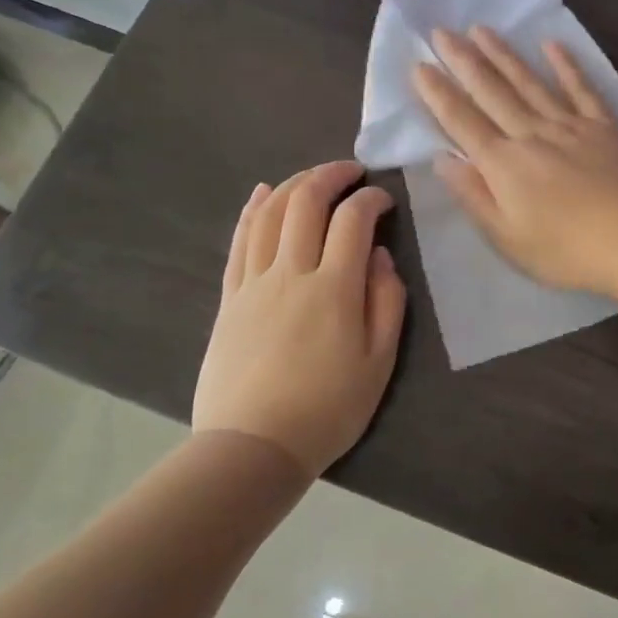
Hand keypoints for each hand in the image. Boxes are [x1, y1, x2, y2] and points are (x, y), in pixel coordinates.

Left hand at [192, 160, 406, 475]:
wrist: (253, 446)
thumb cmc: (328, 409)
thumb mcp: (379, 362)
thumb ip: (387, 302)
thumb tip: (380, 256)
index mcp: (334, 289)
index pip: (353, 221)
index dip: (371, 199)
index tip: (385, 200)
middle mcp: (291, 273)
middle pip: (305, 203)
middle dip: (330, 176)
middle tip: (351, 171)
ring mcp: (253, 283)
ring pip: (270, 214)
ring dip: (293, 184)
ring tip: (314, 177)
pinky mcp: (230, 298)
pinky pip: (240, 241)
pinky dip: (253, 210)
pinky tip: (262, 194)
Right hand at [411, 26, 617, 296]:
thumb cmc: (565, 250)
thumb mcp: (507, 237)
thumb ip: (474, 195)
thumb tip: (442, 159)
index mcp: (503, 164)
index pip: (462, 121)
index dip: (438, 94)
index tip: (419, 65)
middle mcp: (532, 134)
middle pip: (492, 92)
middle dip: (463, 61)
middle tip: (441, 31)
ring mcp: (570, 125)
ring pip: (530, 82)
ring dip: (504, 55)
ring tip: (482, 29)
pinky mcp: (605, 126)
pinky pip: (582, 89)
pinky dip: (566, 65)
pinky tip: (552, 44)